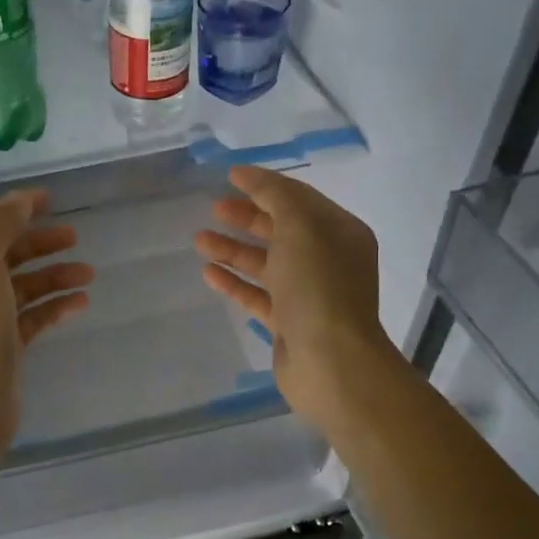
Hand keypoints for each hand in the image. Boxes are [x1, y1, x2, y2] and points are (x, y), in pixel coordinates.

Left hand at [0, 189, 93, 464]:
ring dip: (54, 274)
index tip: (51, 199)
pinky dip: (56, 305)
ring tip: (88, 274)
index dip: (16, 208)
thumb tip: (19, 202)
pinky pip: (34, 316)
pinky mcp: (6, 347)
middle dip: (40, 242)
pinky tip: (81, 303)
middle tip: (75, 236)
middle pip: (6, 254)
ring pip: (24, 286)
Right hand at [194, 165, 398, 435]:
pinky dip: (235, 282)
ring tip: (199, 240)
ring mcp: (308, 294)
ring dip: (234, 249)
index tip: (230, 177)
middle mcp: (327, 260)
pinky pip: (258, 295)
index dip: (265, 185)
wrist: (330, 361)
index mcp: (339, 232)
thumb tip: (253, 178)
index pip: (299, 199)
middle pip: (281, 230)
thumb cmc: (318, 286)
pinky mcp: (289, 323)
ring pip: (266, 263)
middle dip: (247, 217)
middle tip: (214, 208)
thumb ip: (276, 197)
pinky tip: (209, 273)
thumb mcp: (300, 227)